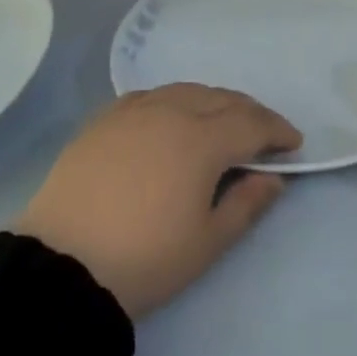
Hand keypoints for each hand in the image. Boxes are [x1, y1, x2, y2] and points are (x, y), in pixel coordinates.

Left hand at [13, 83, 301, 317]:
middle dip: (250, 113)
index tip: (294, 144)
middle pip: (222, 99)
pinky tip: (173, 118)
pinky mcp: (105, 118)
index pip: (251, 123)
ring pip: (187, 91)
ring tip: (223, 122)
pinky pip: (152, 96)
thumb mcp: (206, 242)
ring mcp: (134, 110)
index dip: (278, 130)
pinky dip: (176, 101)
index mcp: (202, 139)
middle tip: (265, 133)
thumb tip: (273, 178)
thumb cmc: (144, 259)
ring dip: (214, 102)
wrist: (61, 264)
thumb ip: (246, 204)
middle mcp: (171, 111)